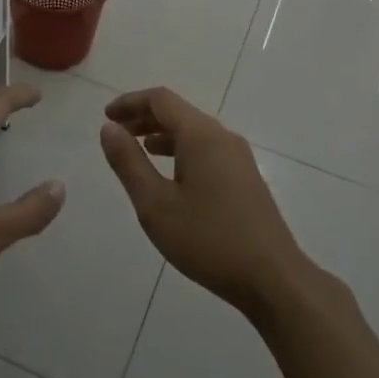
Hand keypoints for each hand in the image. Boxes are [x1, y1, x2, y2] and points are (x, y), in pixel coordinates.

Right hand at [98, 88, 311, 317]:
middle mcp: (222, 137)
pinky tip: (170, 175)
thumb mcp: (155, 204)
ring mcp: (238, 157)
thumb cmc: (208, 239)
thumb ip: (129, 163)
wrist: (272, 278)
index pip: (160, 100)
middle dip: (144, 117)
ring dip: (162, 134)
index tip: (106, 116)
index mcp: (201, 135)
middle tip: (116, 133)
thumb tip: (109, 128)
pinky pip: (206, 149)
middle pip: (178, 112)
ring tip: (137, 150)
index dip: (130, 102)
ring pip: (194, 132)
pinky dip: (181, 150)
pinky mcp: (245, 178)